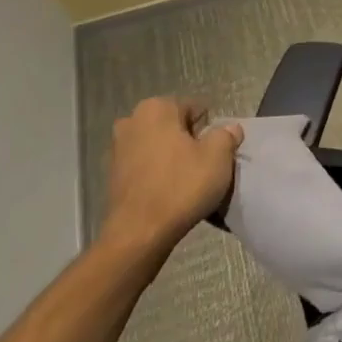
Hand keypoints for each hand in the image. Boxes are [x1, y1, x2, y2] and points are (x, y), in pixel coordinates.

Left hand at [98, 96, 242, 268]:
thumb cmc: (182, 186)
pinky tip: (166, 192)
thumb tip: (229, 129)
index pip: (195, 109)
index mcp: (156, 108)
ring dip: (171, 157)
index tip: (213, 153)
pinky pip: (144, 165)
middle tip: (201, 166)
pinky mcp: (111, 175)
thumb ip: (227, 135)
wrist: (139, 233)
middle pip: (174, 126)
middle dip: (188, 141)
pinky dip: (156, 173)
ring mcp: (117, 148)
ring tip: (184, 182)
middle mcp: (131, 121)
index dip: (209, 130)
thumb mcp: (219, 156)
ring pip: (158, 146)